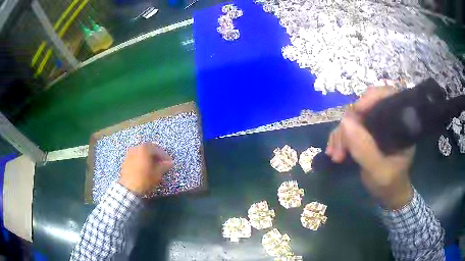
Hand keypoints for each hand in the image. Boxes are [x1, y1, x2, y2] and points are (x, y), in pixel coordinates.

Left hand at [119, 143, 171, 195]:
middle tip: (162, 162)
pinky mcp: (126, 161)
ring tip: (154, 165)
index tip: (169, 162)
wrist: (129, 188)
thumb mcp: (157, 173)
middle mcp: (136, 148)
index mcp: (144, 148)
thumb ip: (164, 166)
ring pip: (142, 153)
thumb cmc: (145, 179)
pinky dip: (142, 160)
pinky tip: (145, 168)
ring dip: (148, 157)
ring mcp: (129, 154)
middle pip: (148, 149)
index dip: (165, 156)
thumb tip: (170, 162)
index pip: (157, 149)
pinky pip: (136, 157)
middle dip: (156, 155)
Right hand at [326, 83, 414, 209]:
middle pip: (365, 107)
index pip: (388, 96)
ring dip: (340, 135)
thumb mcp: (379, 171)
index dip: (372, 97)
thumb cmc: (390, 183)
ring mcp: (374, 127)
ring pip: (353, 119)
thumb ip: (365, 149)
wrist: (387, 195)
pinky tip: (334, 152)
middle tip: (340, 148)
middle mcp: (387, 120)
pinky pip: (347, 129)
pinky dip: (338, 139)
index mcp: (400, 124)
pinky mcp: (365, 134)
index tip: (356, 110)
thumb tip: (344, 122)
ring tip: (335, 155)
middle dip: (349, 125)